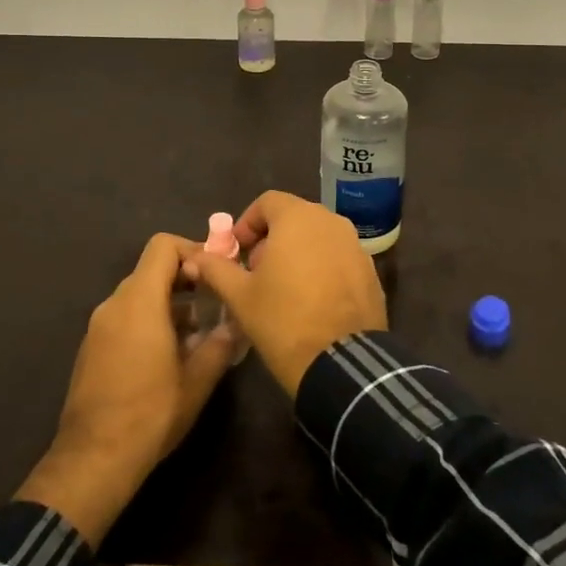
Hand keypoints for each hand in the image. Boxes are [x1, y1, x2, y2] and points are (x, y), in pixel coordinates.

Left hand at [16, 233, 241, 545]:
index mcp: (139, 301)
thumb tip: (237, 323)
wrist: (92, 461)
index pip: (163, 246)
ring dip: (170, 303)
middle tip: (214, 303)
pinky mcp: (91, 349)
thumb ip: (221, 343)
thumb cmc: (150, 414)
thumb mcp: (198, 380)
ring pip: (139, 295)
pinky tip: (169, 356)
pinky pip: (125, 317)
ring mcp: (98, 327)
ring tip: (198, 334)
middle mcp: (114, 304)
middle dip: (186, 280)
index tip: (215, 274)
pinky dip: (149, 321)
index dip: (192, 250)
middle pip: (151, 270)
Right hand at [184, 191, 387, 398]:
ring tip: (282, 288)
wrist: (342, 363)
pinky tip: (311, 300)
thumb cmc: (283, 320)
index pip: (268, 202)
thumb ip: (216, 269)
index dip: (247, 223)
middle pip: (294, 217)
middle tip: (255, 272)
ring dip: (297, 252)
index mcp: (298, 218)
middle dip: (271, 238)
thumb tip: (195, 257)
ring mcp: (355, 245)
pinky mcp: (370, 270)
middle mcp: (331, 221)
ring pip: (318, 237)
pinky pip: (338, 257)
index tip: (236, 251)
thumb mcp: (240, 296)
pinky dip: (322, 267)